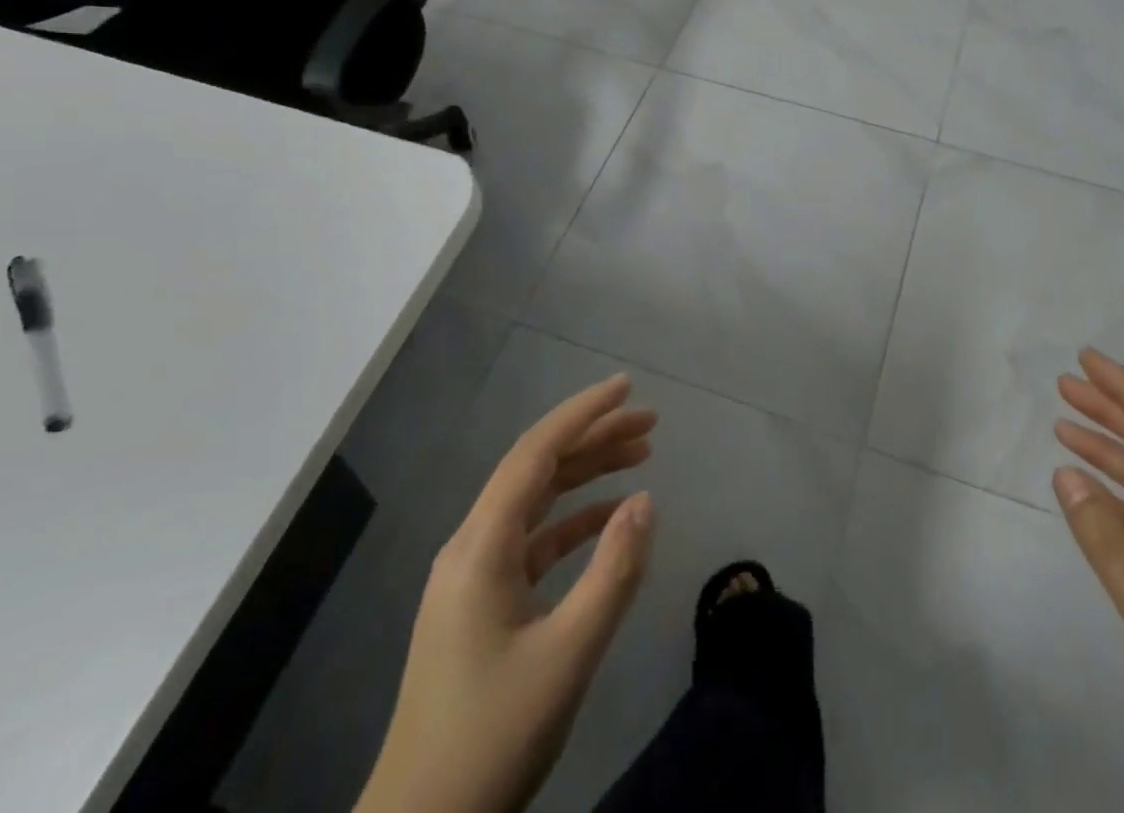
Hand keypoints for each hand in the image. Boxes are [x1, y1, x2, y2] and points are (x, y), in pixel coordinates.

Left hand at [356, 374, 656, 812]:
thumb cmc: (492, 737)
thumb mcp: (567, 655)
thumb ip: (612, 572)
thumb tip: (644, 500)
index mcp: (481, 546)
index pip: (536, 453)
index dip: (583, 413)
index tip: (627, 386)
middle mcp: (472, 546)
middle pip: (538, 469)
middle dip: (594, 438)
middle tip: (651, 422)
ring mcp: (474, 576)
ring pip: (537, 502)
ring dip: (587, 475)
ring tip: (641, 456)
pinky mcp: (482, 604)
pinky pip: (533, 541)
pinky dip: (573, 521)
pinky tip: (609, 519)